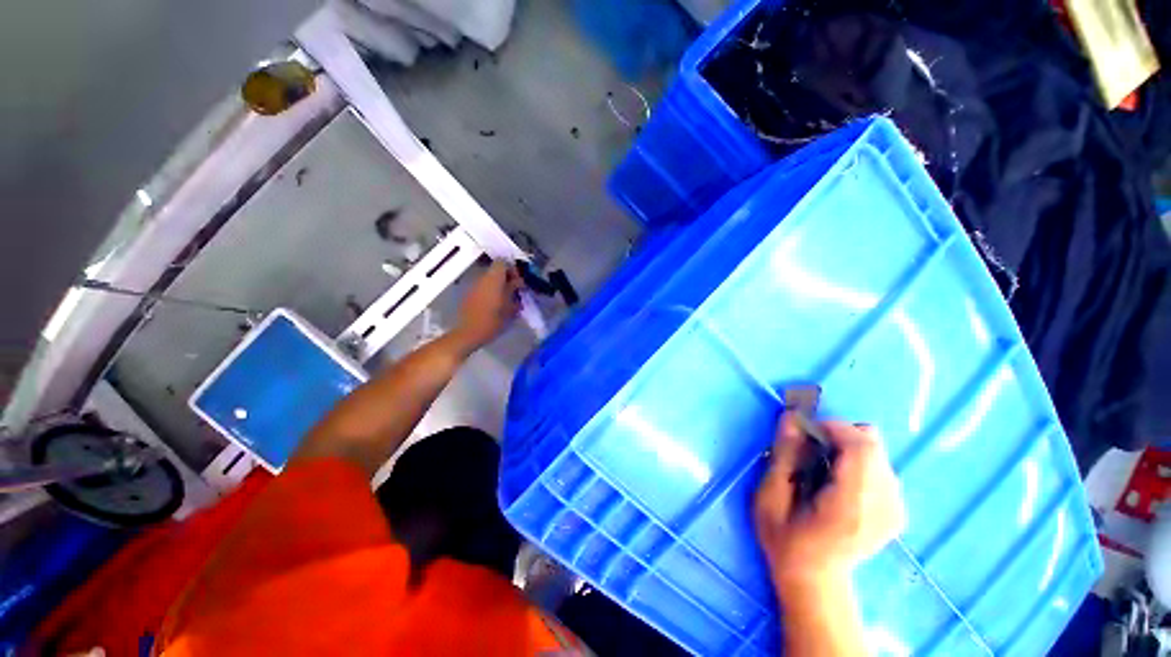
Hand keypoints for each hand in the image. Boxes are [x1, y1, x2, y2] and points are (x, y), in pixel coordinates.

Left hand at [452, 261, 522, 352]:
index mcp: (494, 279)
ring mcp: (474, 286)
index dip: (512, 269)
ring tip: (507, 299)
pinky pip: (483, 287)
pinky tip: (496, 305)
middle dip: (506, 278)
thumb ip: (514, 291)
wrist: (469, 333)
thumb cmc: (493, 320)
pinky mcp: (469, 295)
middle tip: (515, 291)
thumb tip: (518, 282)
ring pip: (489, 279)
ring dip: (499, 285)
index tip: (518, 281)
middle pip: (496, 270)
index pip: (503, 263)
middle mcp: (482, 278)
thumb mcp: (510, 307)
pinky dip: (491, 291)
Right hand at [754, 414, 905, 592]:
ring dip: (846, 446)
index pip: (862, 449)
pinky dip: (857, 460)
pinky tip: (838, 479)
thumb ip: (784, 456)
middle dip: (838, 435)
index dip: (834, 427)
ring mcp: (896, 509)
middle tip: (809, 447)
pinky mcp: (898, 509)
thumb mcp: (770, 497)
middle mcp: (885, 506)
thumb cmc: (784, 539)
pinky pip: (880, 465)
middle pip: (873, 446)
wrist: (814, 580)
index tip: (804, 429)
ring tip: (821, 466)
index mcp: (851, 507)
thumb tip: (792, 417)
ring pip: (877, 452)